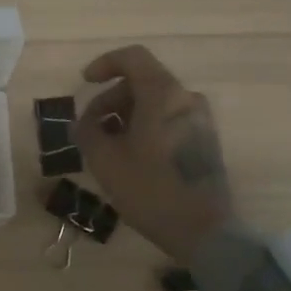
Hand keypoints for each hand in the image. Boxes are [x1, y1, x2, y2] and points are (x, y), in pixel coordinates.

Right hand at [73, 45, 234, 263]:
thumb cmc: (150, 190)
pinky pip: (169, 120)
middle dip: (110, 99)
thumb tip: (84, 123)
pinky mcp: (206, 142)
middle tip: (90, 128)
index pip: (133, 57)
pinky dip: (145, 127)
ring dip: (126, 116)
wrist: (205, 232)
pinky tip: (130, 156)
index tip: (85, 82)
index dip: (105, 64)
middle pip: (142, 82)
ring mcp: (201, 121)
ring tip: (107, 146)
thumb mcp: (105, 160)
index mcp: (164, 94)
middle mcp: (186, 99)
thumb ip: (88, 131)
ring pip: (155, 103)